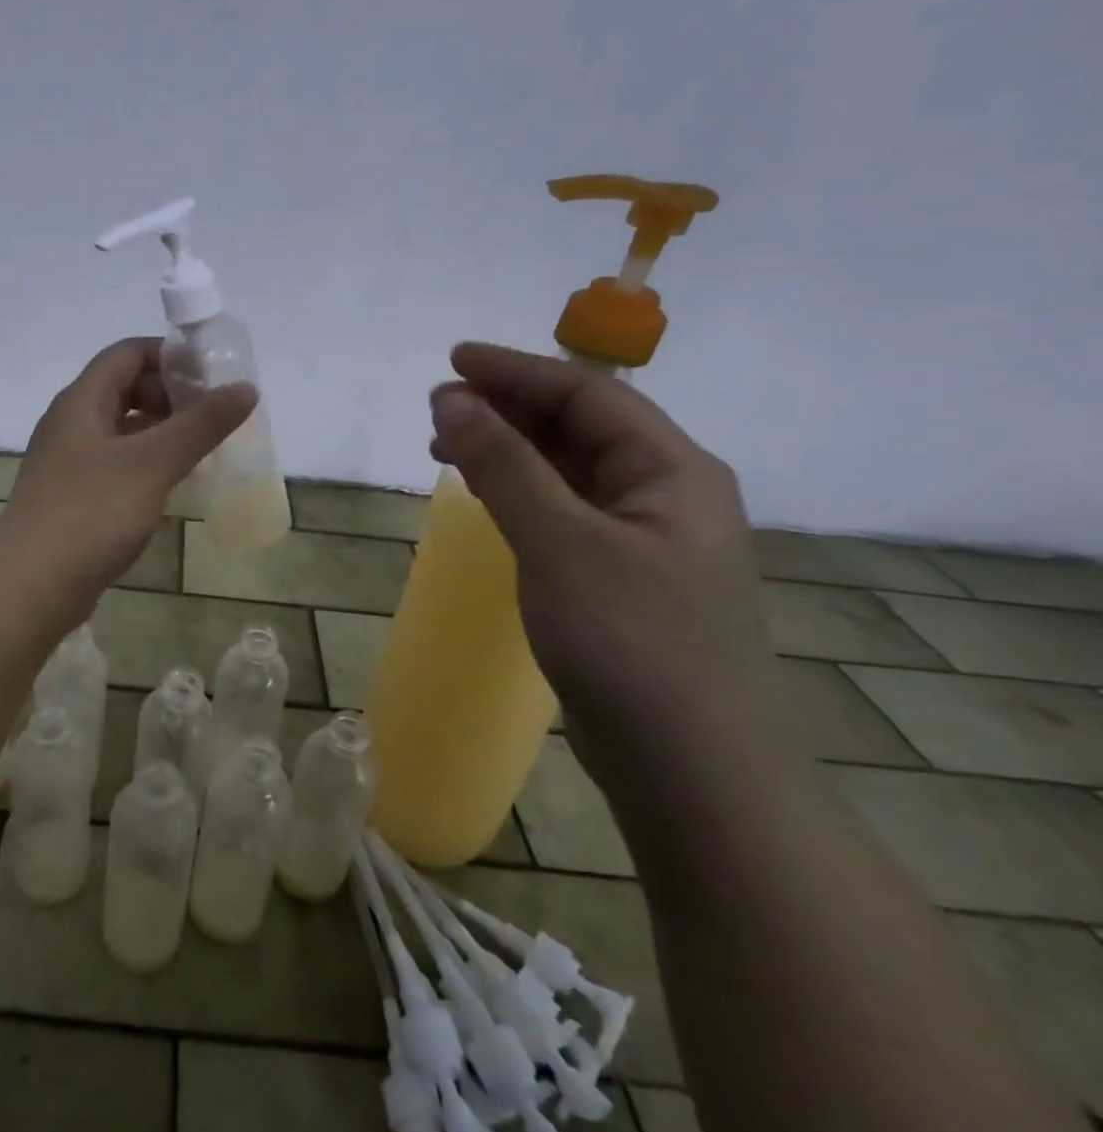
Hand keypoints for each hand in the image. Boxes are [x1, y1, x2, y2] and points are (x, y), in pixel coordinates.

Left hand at [0, 337, 255, 591]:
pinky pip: (117, 462)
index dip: (171, 355)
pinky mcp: (74, 494)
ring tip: (204, 449)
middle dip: (172, 396)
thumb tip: (245, 388)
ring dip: (162, 432)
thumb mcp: (152, 463)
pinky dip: (147, 463)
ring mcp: (70, 460)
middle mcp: (71, 422)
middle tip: (213, 417)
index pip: (128, 353)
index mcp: (82, 401)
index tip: (213, 376)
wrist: (31, 585)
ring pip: (123, 428)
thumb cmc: (91, 514)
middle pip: (126, 388)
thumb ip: (200, 425)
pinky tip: (173, 484)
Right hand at [430, 344, 780, 777]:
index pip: (586, 394)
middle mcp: (664, 494)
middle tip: (438, 409)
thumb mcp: (560, 542)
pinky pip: (562, 511)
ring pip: (568, 470)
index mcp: (671, 470)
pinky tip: (487, 498)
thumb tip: (452, 400)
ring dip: (509, 450)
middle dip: (507, 409)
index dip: (515, 371)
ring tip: (447, 448)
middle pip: (579, 427)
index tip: (451, 361)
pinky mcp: (618, 579)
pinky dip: (519, 493)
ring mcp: (643, 540)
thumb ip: (504, 465)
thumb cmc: (632, 642)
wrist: (694, 770)